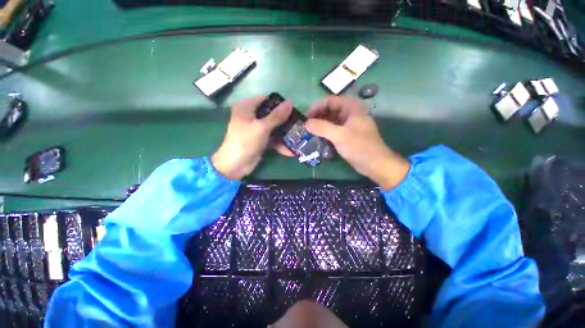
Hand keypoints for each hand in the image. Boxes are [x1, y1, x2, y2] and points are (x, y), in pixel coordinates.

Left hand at [212, 96, 292, 179]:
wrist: (235, 165)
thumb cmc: (245, 142)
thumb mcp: (262, 127)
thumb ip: (277, 115)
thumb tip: (291, 101)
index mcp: (246, 107)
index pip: (265, 99)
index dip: (279, 103)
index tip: (293, 108)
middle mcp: (250, 116)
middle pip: (270, 114)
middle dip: (284, 119)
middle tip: (298, 122)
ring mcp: (255, 129)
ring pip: (273, 126)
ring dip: (284, 132)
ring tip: (298, 134)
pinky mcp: (260, 140)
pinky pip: (272, 137)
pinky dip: (279, 142)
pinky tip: (291, 148)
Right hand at [305, 96, 409, 189]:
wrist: (375, 164)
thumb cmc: (359, 147)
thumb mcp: (339, 135)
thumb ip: (322, 127)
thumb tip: (306, 123)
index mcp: (351, 107)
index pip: (329, 101)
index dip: (316, 107)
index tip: (305, 118)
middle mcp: (350, 113)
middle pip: (329, 110)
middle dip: (317, 118)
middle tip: (305, 127)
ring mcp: (348, 125)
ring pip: (330, 121)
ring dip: (320, 126)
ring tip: (309, 134)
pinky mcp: (347, 135)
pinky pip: (333, 130)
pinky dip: (325, 134)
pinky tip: (318, 139)